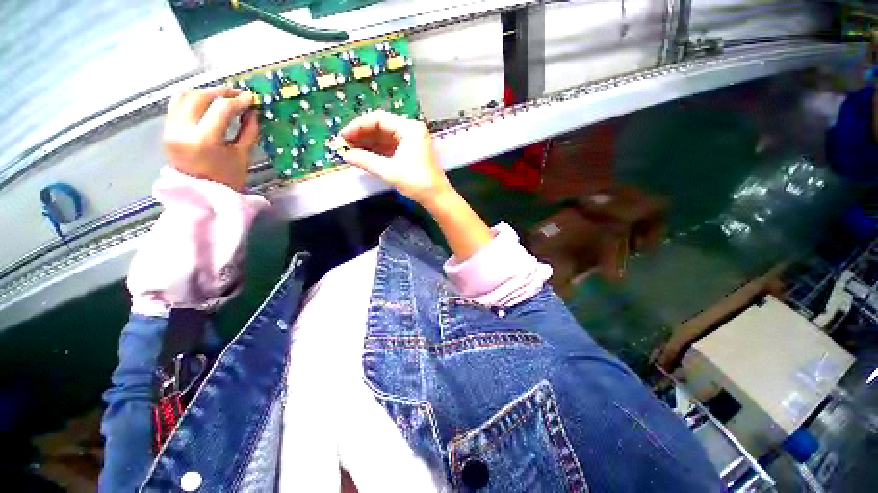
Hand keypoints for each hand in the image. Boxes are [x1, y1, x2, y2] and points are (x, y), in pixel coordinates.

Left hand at [163, 87, 258, 189]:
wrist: (200, 193)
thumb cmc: (226, 179)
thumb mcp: (243, 155)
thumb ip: (249, 131)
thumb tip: (252, 111)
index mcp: (205, 140)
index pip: (222, 108)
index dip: (239, 100)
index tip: (251, 97)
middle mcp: (183, 130)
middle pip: (201, 97)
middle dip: (222, 92)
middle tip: (238, 94)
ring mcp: (170, 129)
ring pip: (185, 95)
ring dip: (206, 92)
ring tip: (222, 97)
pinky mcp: (166, 129)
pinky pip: (177, 104)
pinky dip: (193, 98)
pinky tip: (206, 102)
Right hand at [339, 110, 451, 207]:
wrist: (436, 197)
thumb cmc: (416, 182)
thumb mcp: (389, 171)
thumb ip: (366, 161)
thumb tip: (345, 155)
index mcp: (409, 128)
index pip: (379, 119)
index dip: (358, 126)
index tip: (343, 136)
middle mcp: (411, 130)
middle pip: (382, 127)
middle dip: (363, 135)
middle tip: (345, 144)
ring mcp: (412, 141)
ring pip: (386, 137)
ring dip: (369, 144)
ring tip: (352, 151)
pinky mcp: (412, 152)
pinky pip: (391, 147)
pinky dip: (378, 151)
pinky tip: (365, 156)